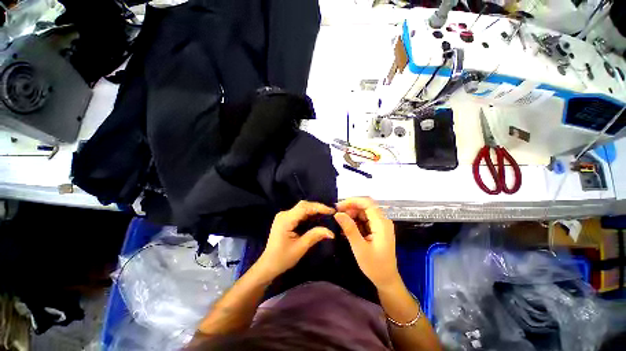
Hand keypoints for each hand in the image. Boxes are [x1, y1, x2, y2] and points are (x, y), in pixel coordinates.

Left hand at [255, 201, 335, 280]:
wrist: (268, 265)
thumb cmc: (283, 258)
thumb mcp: (300, 248)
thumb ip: (315, 236)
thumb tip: (331, 232)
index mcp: (286, 219)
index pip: (304, 208)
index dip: (318, 207)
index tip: (331, 211)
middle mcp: (284, 214)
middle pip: (303, 205)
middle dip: (317, 207)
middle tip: (330, 212)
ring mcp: (284, 216)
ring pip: (301, 208)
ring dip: (313, 210)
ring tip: (326, 214)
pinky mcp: (285, 220)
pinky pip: (299, 213)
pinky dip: (308, 214)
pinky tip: (316, 218)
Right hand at [334, 197, 400, 289]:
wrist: (386, 280)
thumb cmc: (374, 266)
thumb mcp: (359, 248)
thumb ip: (349, 229)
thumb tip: (338, 214)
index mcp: (381, 224)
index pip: (367, 203)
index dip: (352, 201)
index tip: (338, 206)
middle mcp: (382, 221)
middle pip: (365, 206)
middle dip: (350, 208)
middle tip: (337, 216)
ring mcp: (380, 225)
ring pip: (364, 212)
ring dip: (351, 215)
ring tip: (340, 223)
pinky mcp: (377, 229)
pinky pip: (365, 219)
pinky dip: (355, 221)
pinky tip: (347, 228)